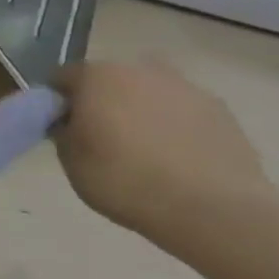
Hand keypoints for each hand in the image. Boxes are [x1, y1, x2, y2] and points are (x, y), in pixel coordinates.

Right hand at [52, 59, 272, 238]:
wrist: (212, 208)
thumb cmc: (125, 180)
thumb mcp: (71, 161)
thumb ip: (65, 132)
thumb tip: (71, 122)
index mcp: (97, 77)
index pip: (63, 77)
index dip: (58, 102)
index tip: (62, 127)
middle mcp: (140, 69)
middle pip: (110, 79)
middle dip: (102, 101)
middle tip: (102, 137)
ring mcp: (185, 87)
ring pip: (149, 92)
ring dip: (141, 110)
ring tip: (144, 149)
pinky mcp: (220, 109)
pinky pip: (182, 110)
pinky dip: (174, 125)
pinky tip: (177, 157)